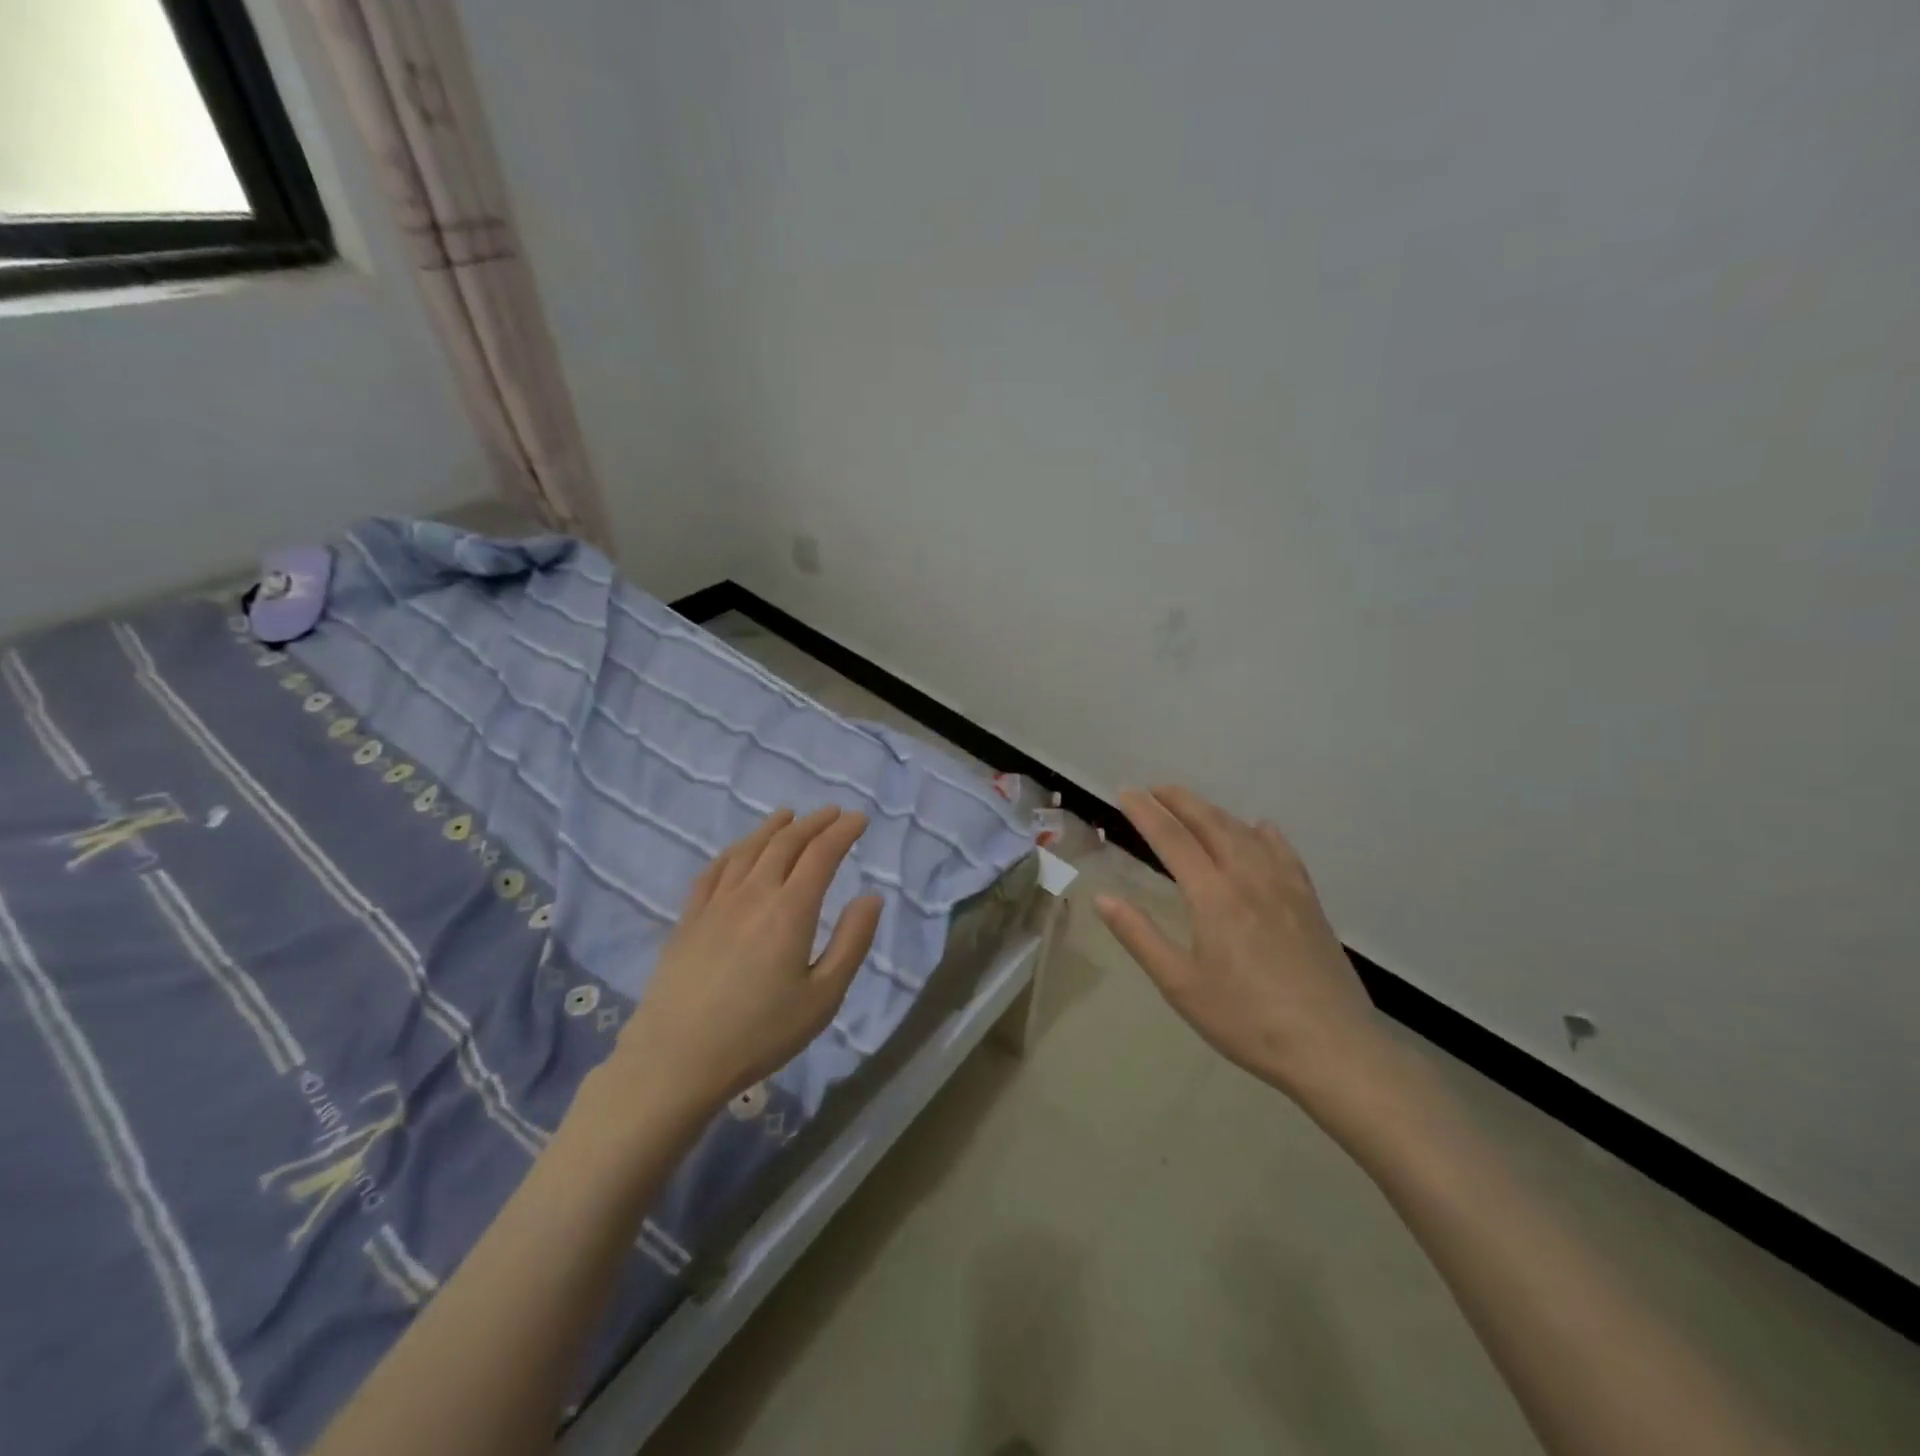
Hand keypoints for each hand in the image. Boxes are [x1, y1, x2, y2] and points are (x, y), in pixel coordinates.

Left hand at [609, 807, 882, 1121]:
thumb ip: (852, 942)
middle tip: (832, 813)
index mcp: (790, 911)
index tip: (859, 819)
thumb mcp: (823, 997)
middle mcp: (753, 894)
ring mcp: (716, 903)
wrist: (676, 1059)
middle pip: (785, 843)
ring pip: (748, 849)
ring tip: (789, 816)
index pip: (822, 854)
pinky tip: (739, 850)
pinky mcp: (688, 918)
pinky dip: (733, 851)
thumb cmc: (760, 1033)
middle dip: (813, 823)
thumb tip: (871, 897)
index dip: (842, 832)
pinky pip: (713, 870)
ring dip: (773, 828)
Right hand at [1096, 787, 1392, 1107]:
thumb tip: (1103, 899)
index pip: (1172, 838)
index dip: (1146, 812)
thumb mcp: (1180, 985)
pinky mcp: (1309, 901)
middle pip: (1210, 822)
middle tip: (1154, 789)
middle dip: (1179, 800)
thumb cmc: (1246, 1020)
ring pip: (1244, 832)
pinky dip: (1262, 832)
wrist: (1331, 1047)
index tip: (1125, 792)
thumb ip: (1139, 936)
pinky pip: (1283, 851)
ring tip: (1193, 807)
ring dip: (1213, 812)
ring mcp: (1284, 886)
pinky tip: (1259, 829)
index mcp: (1213, 896)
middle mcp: (1248, 877)